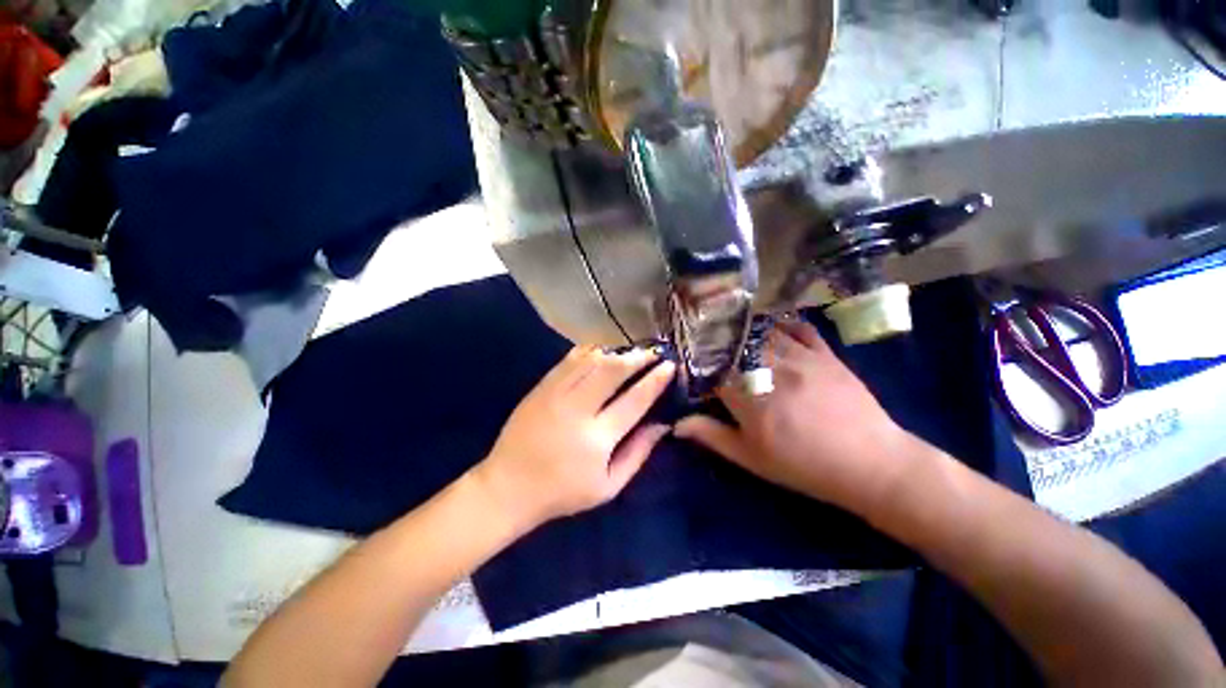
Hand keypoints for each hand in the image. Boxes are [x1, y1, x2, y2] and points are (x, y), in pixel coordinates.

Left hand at [473, 347, 675, 529]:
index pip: (634, 400)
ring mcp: (556, 394)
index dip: (655, 380)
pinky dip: (590, 351)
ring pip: (591, 361)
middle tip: (653, 352)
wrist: (508, 487)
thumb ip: (638, 454)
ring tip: (632, 350)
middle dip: (637, 357)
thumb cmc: (563, 492)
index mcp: (597, 438)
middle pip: (612, 371)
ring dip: (616, 351)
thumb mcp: (608, 486)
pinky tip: (602, 350)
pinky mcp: (541, 388)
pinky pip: (569, 360)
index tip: (670, 366)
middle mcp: (577, 410)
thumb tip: (662, 425)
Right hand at [675, 320, 915, 513]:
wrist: (871, 464)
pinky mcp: (824, 353)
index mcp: (748, 395)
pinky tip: (773, 329)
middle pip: (733, 344)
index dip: (697, 366)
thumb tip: (676, 425)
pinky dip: (782, 324)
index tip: (691, 369)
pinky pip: (798, 327)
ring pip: (762, 331)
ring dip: (745, 332)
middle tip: (710, 347)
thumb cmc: (804, 465)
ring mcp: (799, 356)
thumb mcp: (752, 458)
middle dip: (717, 344)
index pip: (710, 369)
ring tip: (736, 336)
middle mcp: (769, 368)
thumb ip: (712, 436)